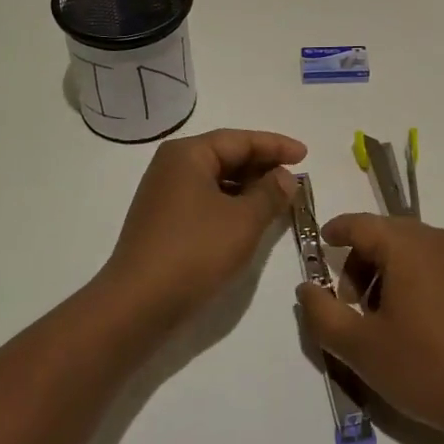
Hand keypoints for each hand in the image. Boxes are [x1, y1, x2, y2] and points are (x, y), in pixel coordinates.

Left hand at [103, 128, 306, 320]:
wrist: (138, 304)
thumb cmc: (194, 252)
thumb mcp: (243, 221)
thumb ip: (270, 193)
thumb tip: (284, 176)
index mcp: (188, 154)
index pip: (240, 140)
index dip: (276, 146)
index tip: (305, 155)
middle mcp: (172, 166)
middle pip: (226, 156)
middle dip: (262, 166)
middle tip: (295, 178)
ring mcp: (164, 194)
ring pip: (216, 180)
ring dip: (248, 187)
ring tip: (279, 200)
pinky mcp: (163, 221)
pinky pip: (205, 200)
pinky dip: (231, 204)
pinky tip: (250, 220)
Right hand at [295, 213, 443, 440]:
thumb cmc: (425, 367)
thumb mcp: (360, 346)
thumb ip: (322, 313)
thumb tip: (306, 287)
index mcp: (408, 244)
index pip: (359, 224)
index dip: (334, 233)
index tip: (319, 249)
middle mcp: (437, 239)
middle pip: (384, 234)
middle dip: (358, 262)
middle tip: (349, 306)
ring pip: (409, 249)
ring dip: (384, 272)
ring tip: (379, 319)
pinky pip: (433, 263)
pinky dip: (411, 278)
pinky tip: (410, 322)